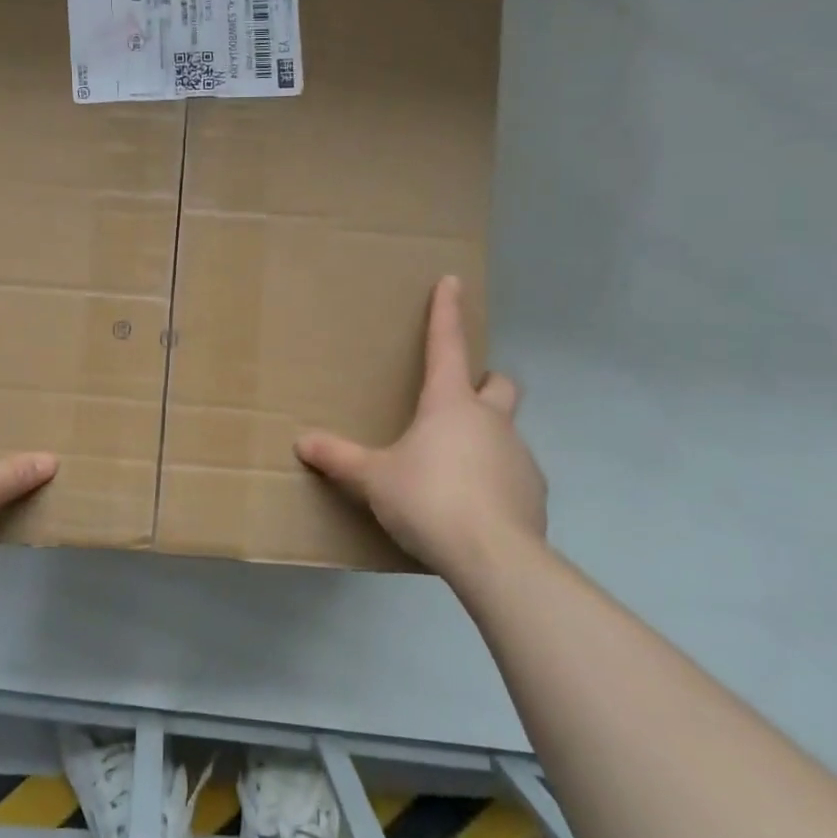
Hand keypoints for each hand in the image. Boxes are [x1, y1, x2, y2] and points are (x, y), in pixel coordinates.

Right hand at [295, 276, 546, 579]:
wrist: (493, 556)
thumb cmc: (428, 499)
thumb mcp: (374, 479)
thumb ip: (339, 458)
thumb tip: (302, 442)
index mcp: (450, 404)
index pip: (447, 345)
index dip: (447, 311)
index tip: (453, 281)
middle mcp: (491, 420)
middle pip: (499, 382)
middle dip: (485, 382)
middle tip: (458, 402)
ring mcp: (519, 455)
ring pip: (506, 430)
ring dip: (485, 438)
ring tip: (454, 471)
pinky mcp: (534, 492)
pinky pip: (513, 473)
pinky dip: (496, 479)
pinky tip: (474, 507)